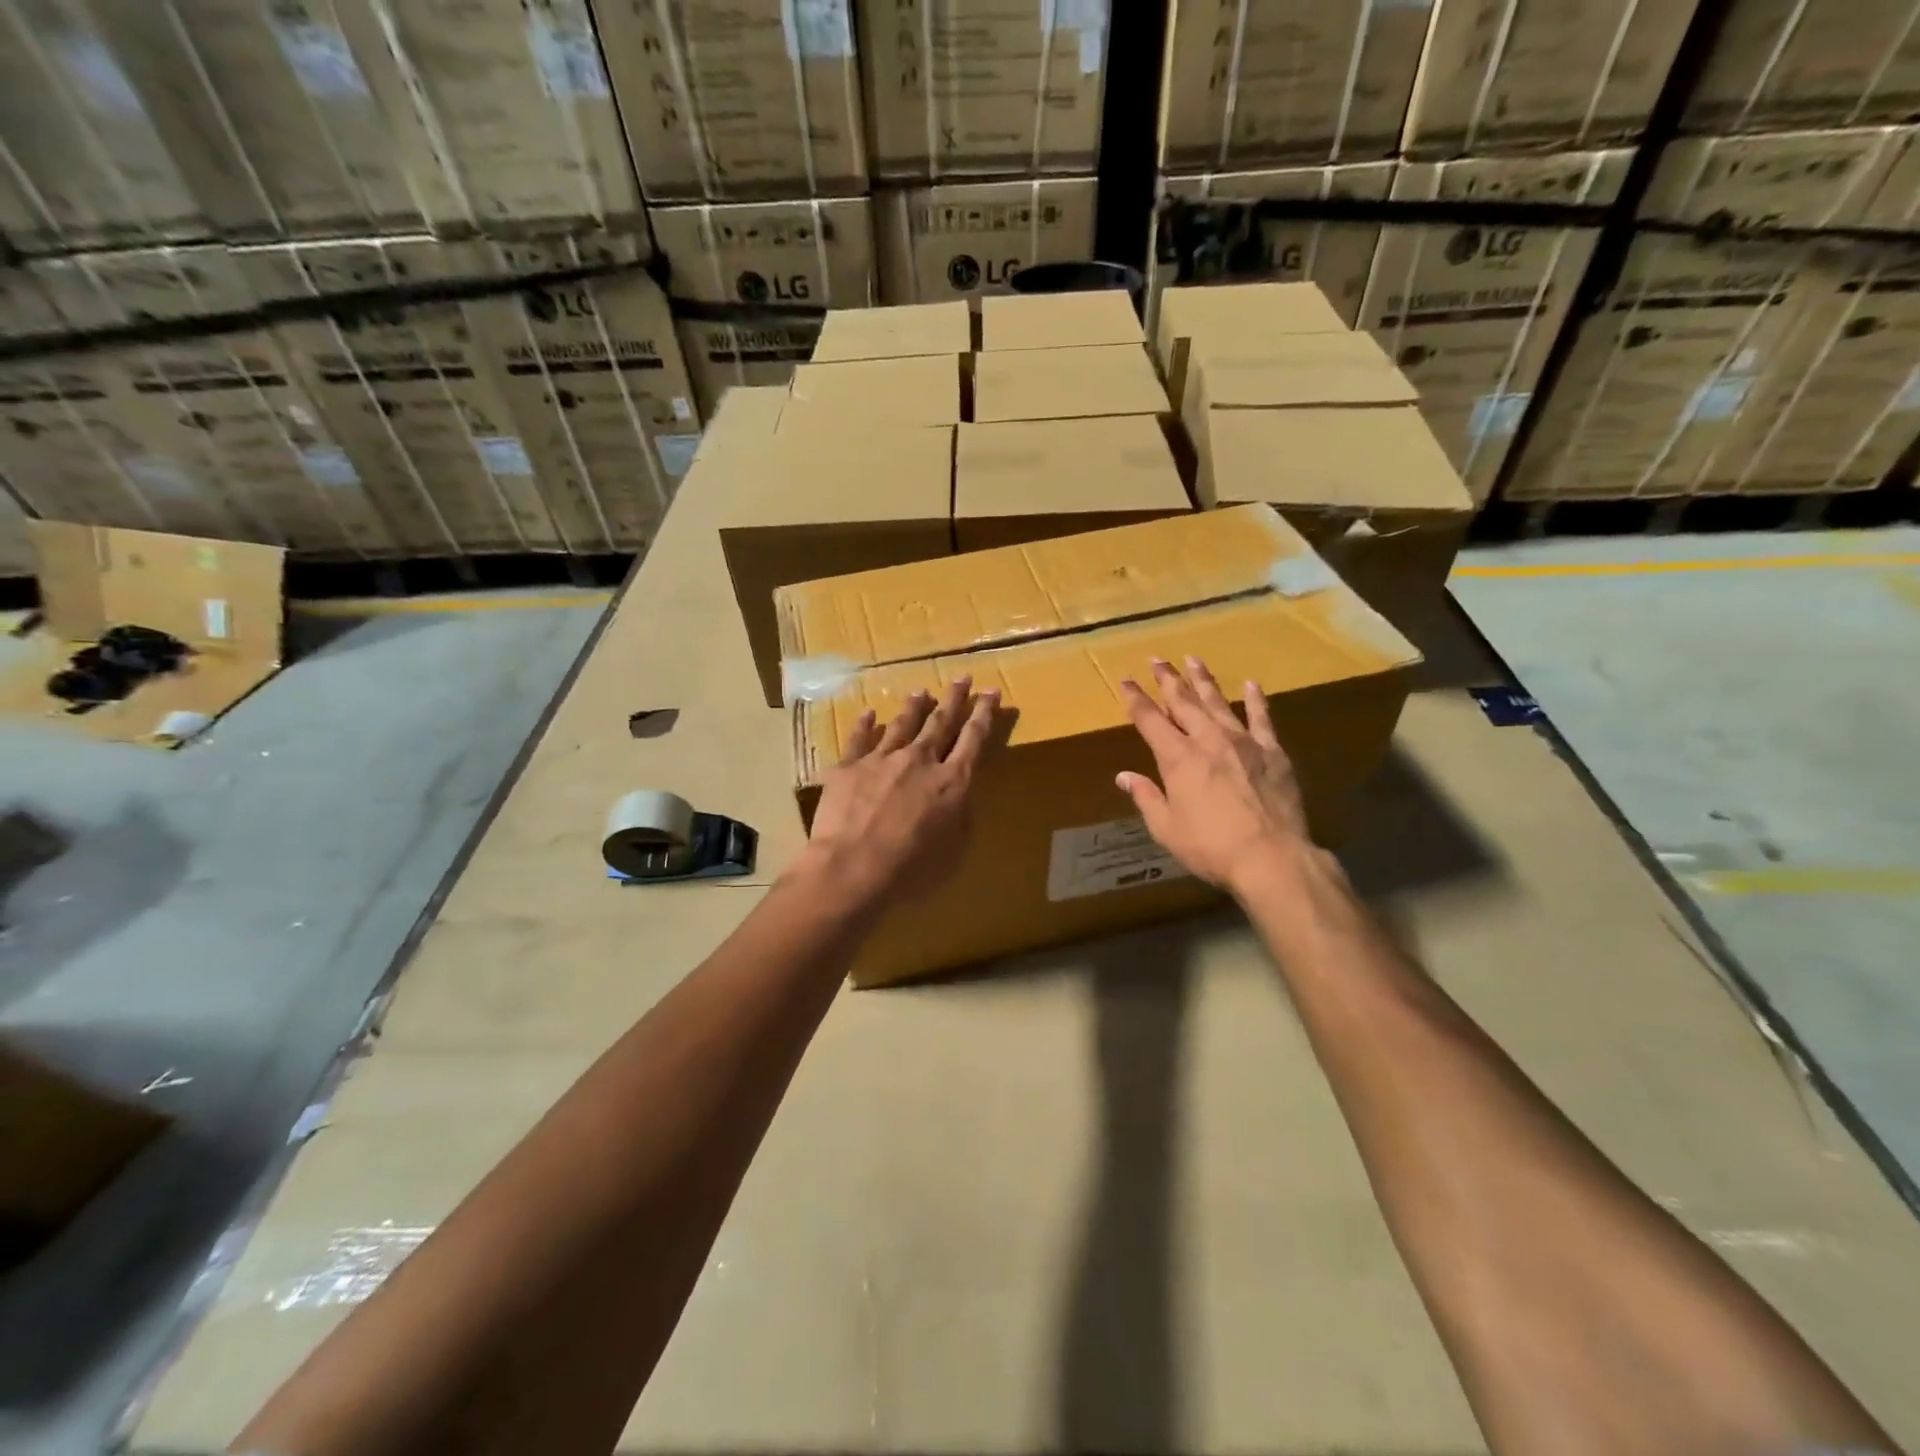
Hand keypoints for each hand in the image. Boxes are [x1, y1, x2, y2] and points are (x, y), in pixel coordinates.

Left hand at [801, 677, 1000, 902]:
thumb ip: (959, 818)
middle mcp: (920, 761)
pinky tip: (869, 713)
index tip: (990, 692)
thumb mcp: (954, 851)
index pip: (973, 739)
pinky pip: (859, 738)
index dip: (983, 714)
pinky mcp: (849, 767)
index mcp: (952, 782)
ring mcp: (882, 759)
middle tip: (962, 678)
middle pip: (941, 722)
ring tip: (922, 691)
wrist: (852, 868)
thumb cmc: (911, 870)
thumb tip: (958, 797)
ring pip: (902, 724)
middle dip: (954, 699)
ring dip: (914, 707)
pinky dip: (866, 724)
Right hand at [1117, 657, 1312, 897]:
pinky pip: (1262, 718)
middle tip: (1157, 659)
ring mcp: (1243, 742)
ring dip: (1204, 681)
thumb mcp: (1166, 828)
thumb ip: (1147, 797)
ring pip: (1218, 703)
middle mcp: (1208, 740)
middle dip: (1168, 680)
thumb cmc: (1211, 847)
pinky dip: (1256, 700)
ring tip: (1193, 660)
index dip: (1136, 699)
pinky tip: (1251, 683)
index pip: (1150, 720)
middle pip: (1184, 702)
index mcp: (1178, 758)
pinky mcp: (1272, 752)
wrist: (1271, 857)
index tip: (1126, 680)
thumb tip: (1124, 776)